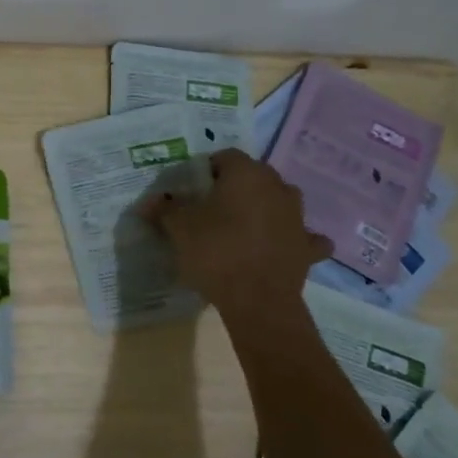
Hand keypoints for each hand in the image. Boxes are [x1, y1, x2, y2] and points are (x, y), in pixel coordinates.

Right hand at [141, 149, 331, 309]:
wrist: (257, 301)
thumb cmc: (215, 252)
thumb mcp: (179, 228)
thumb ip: (164, 209)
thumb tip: (149, 201)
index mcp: (246, 173)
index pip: (225, 157)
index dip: (206, 171)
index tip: (192, 191)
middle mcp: (277, 186)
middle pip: (254, 177)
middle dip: (235, 188)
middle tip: (212, 210)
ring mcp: (298, 217)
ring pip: (280, 201)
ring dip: (265, 208)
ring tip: (242, 228)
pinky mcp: (308, 247)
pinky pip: (303, 236)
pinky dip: (292, 239)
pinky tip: (280, 247)